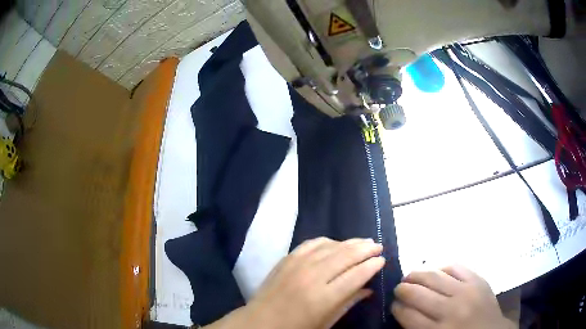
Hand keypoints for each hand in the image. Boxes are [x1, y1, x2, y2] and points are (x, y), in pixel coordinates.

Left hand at [207, 237, 384, 328]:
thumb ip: (348, 303)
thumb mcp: (326, 322)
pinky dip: (328, 241)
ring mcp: (297, 265)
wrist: (259, 322)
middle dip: (365, 249)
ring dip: (350, 242)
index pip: (356, 275)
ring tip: (364, 242)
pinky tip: (336, 243)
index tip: (382, 260)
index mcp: (323, 298)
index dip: (372, 266)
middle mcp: (312, 277)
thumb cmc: (295, 328)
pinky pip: (312, 243)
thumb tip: (369, 289)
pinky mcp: (287, 259)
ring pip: (331, 246)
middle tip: (378, 246)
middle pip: (345, 256)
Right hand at [391, 265, 515, 328]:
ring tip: (410, 276)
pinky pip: (456, 267)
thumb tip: (403, 309)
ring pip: (434, 276)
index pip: (408, 315)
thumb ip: (417, 328)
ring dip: (417, 274)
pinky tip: (436, 272)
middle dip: (403, 289)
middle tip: (399, 288)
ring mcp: (466, 292)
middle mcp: (450, 310)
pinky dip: (442, 267)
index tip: (394, 305)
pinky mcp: (478, 280)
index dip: (396, 308)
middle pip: (418, 294)